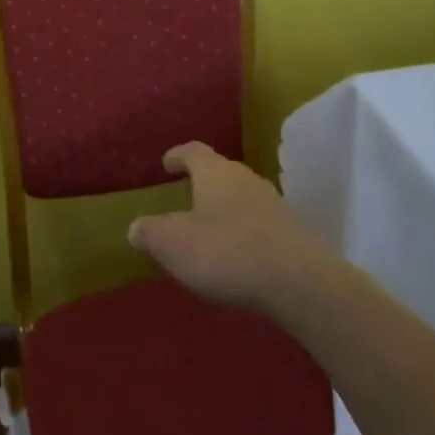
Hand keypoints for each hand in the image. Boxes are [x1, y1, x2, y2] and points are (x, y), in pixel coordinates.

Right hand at [128, 142, 329, 310]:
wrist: (299, 283)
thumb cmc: (226, 251)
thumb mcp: (173, 243)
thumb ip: (150, 232)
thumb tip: (135, 228)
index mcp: (215, 173)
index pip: (194, 151)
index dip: (178, 156)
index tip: (166, 163)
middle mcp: (246, 180)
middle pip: (221, 172)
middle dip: (203, 183)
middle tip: (187, 198)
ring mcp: (275, 206)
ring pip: (243, 198)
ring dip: (226, 209)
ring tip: (211, 230)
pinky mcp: (293, 234)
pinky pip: (261, 225)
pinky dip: (246, 233)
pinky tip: (238, 256)